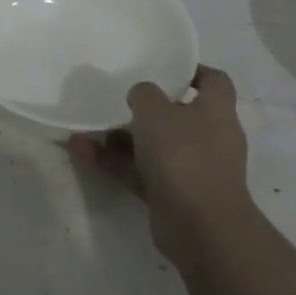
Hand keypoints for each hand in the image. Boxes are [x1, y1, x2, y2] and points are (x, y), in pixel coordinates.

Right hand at [66, 65, 251, 263]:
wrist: (200, 226)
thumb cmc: (184, 155)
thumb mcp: (156, 112)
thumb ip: (144, 94)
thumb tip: (141, 94)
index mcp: (216, 110)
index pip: (213, 81)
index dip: (192, 71)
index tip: (163, 68)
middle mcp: (208, 137)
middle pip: (177, 115)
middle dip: (144, 108)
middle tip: (115, 98)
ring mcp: (190, 168)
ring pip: (152, 145)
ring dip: (119, 137)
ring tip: (85, 126)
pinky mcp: (171, 194)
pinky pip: (138, 171)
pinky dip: (113, 162)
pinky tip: (79, 151)